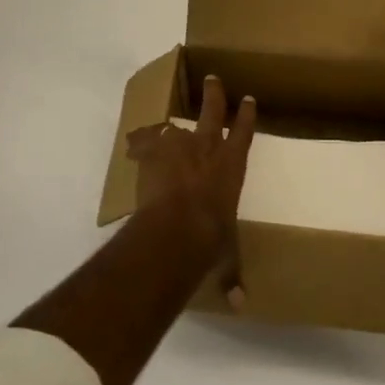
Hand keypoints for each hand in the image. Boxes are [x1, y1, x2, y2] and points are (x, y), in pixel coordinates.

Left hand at [126, 74, 254, 308]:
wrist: (176, 227)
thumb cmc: (211, 237)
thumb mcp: (225, 255)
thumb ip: (231, 275)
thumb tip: (240, 306)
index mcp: (232, 166)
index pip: (244, 133)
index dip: (246, 115)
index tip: (249, 99)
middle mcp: (208, 149)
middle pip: (213, 112)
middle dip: (215, 95)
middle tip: (213, 78)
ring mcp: (178, 146)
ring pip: (177, 126)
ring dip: (173, 126)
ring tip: (166, 124)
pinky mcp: (152, 153)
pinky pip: (146, 141)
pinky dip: (142, 143)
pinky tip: (135, 142)